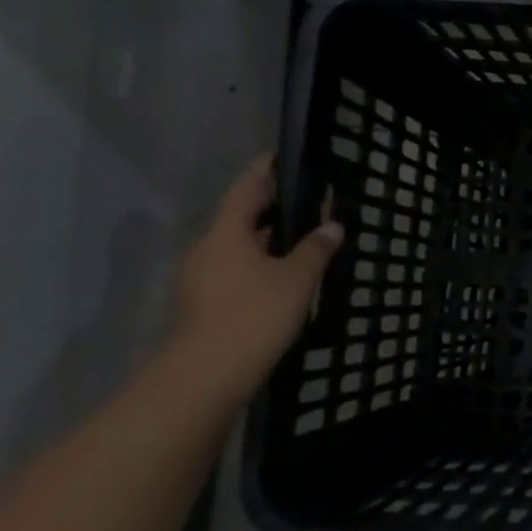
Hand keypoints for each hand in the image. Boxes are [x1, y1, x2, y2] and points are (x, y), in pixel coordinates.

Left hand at [169, 156, 342, 404]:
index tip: (275, 157)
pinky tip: (278, 276)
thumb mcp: (297, 279)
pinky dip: (255, 264)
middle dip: (267, 209)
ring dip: (262, 240)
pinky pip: (232, 269)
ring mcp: (199, 278)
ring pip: (235, 247)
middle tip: (298, 202)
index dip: (262, 172)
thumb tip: (332, 227)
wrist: (209, 373)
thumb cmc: (255, 314)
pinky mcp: (202, 302)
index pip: (245, 191)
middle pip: (238, 220)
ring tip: (295, 239)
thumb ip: (315, 249)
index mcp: (226, 234)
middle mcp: (207, 249)